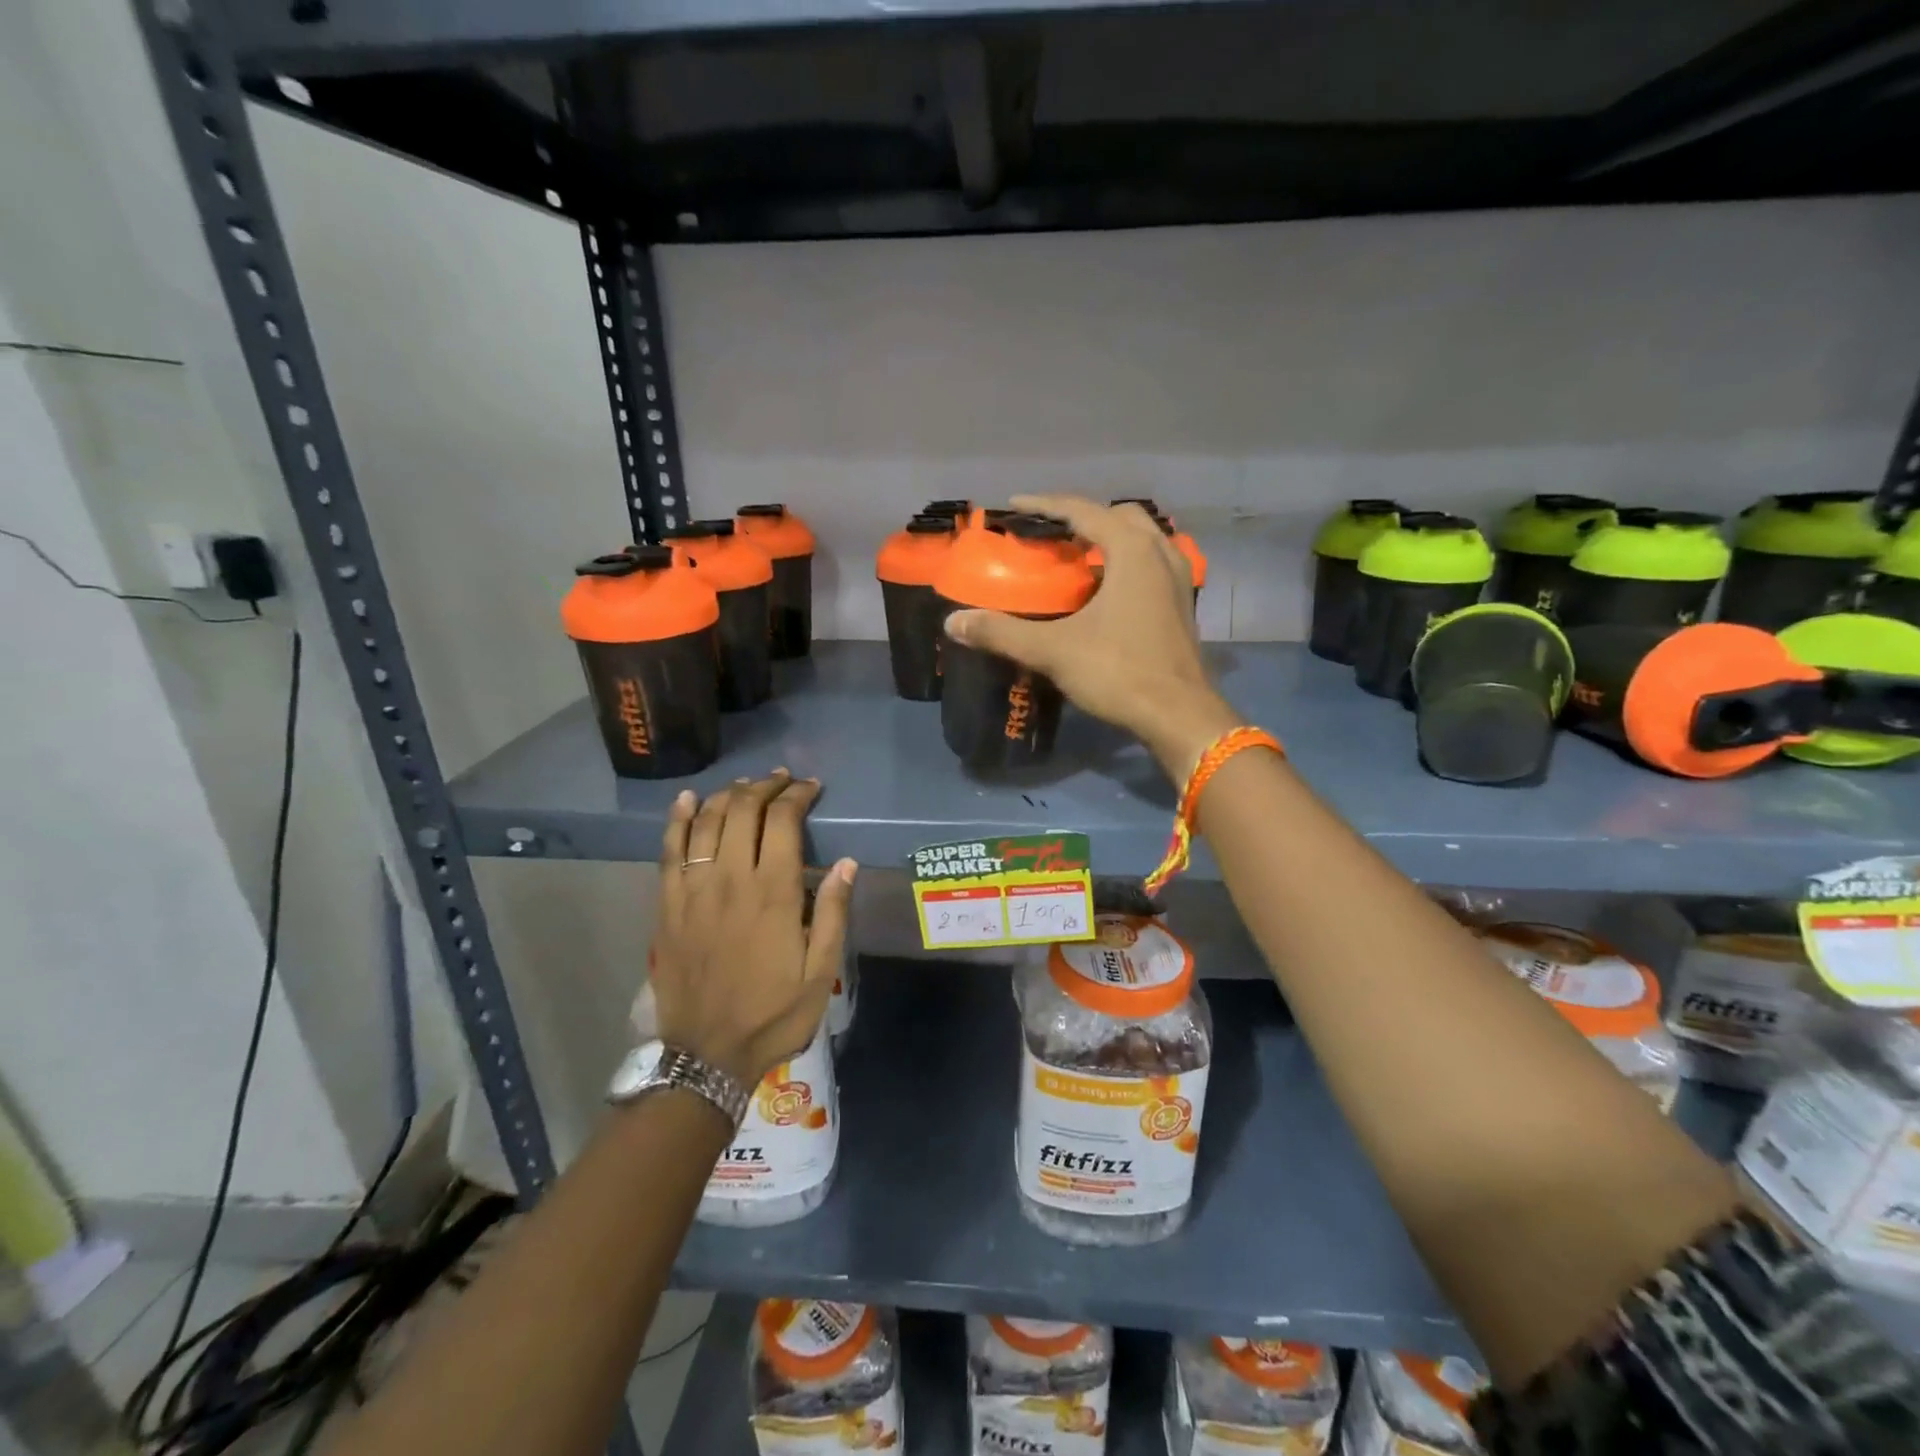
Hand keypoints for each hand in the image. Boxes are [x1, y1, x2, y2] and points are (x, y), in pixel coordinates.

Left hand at [648, 770, 855, 1087]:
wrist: (706, 1056)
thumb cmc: (772, 1015)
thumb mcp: (820, 973)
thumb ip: (832, 913)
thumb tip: (847, 863)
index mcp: (772, 893)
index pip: (782, 822)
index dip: (797, 796)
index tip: (811, 788)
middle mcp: (730, 880)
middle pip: (743, 811)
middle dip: (764, 788)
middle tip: (781, 782)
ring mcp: (693, 891)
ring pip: (706, 823)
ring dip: (728, 796)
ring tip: (745, 786)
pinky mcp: (668, 906)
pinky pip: (668, 851)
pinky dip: (678, 820)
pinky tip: (687, 800)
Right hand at [944, 494, 1238, 774]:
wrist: (1179, 716)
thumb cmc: (1119, 672)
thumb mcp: (1054, 650)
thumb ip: (1002, 633)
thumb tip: (953, 622)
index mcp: (1132, 551)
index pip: (1083, 510)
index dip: (1045, 505)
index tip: (1014, 505)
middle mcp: (1161, 554)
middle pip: (1120, 517)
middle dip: (1084, 518)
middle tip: (1052, 535)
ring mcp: (1178, 581)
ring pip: (1143, 541)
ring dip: (1111, 540)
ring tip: (1078, 559)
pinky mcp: (1183, 607)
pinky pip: (1152, 566)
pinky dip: (1127, 565)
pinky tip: (1108, 592)